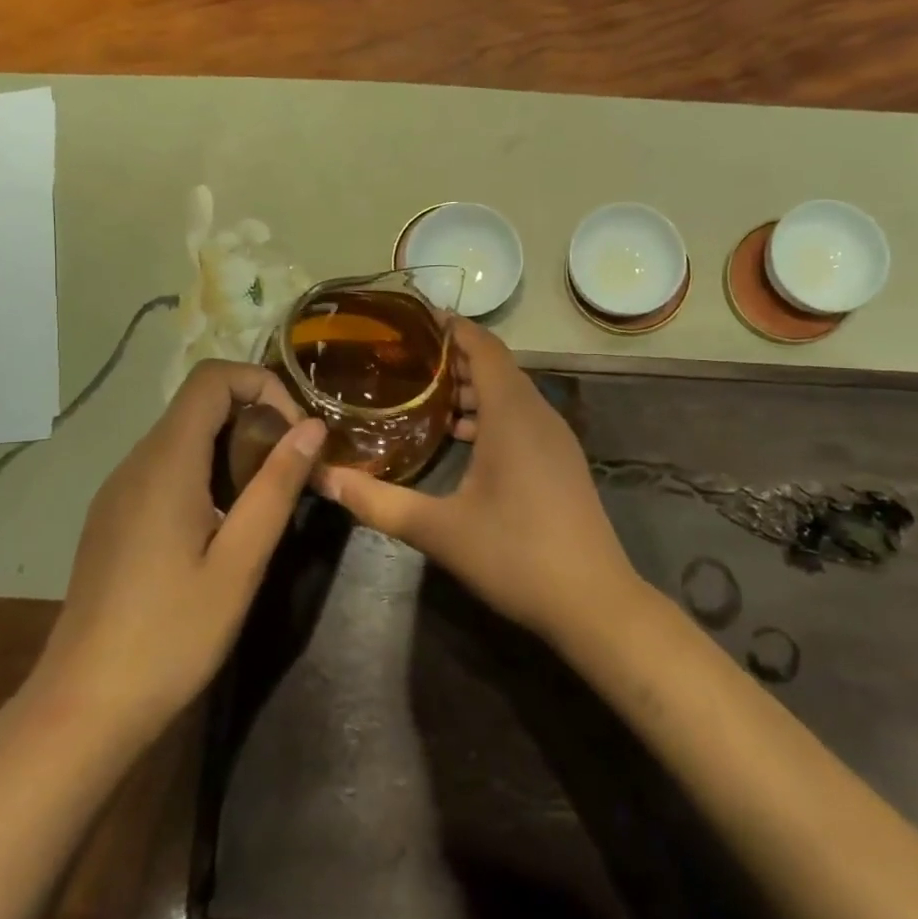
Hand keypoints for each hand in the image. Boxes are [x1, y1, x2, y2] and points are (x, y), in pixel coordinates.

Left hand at [35, 360, 324, 738]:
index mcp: (165, 463)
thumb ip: (276, 486)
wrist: (82, 709)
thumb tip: (313, 427)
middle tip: (292, 471)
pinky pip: (167, 468)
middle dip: (256, 419)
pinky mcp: (114, 518)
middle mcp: (136, 463)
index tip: (296, 435)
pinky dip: (208, 472)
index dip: (263, 386)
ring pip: (184, 436)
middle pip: (200, 404)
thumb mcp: (240, 562)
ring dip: (234, 449)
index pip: (212, 379)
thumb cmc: (170, 635)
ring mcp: (119, 491)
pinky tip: (224, 526)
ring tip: (266, 500)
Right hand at [317, 318, 641, 645]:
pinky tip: (461, 437)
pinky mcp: (560, 461)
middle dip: (453, 356)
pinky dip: (490, 414)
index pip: (484, 347)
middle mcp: (537, 414)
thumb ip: (379, 502)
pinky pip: (521, 418)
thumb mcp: (439, 530)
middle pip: (496, 366)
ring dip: (471, 387)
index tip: (415, 317)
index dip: (453, 327)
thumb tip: (324, 479)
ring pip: (510, 394)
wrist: (593, 601)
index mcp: (512, 414)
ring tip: (424, 393)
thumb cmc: (516, 555)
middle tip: (405, 355)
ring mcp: (554, 438)